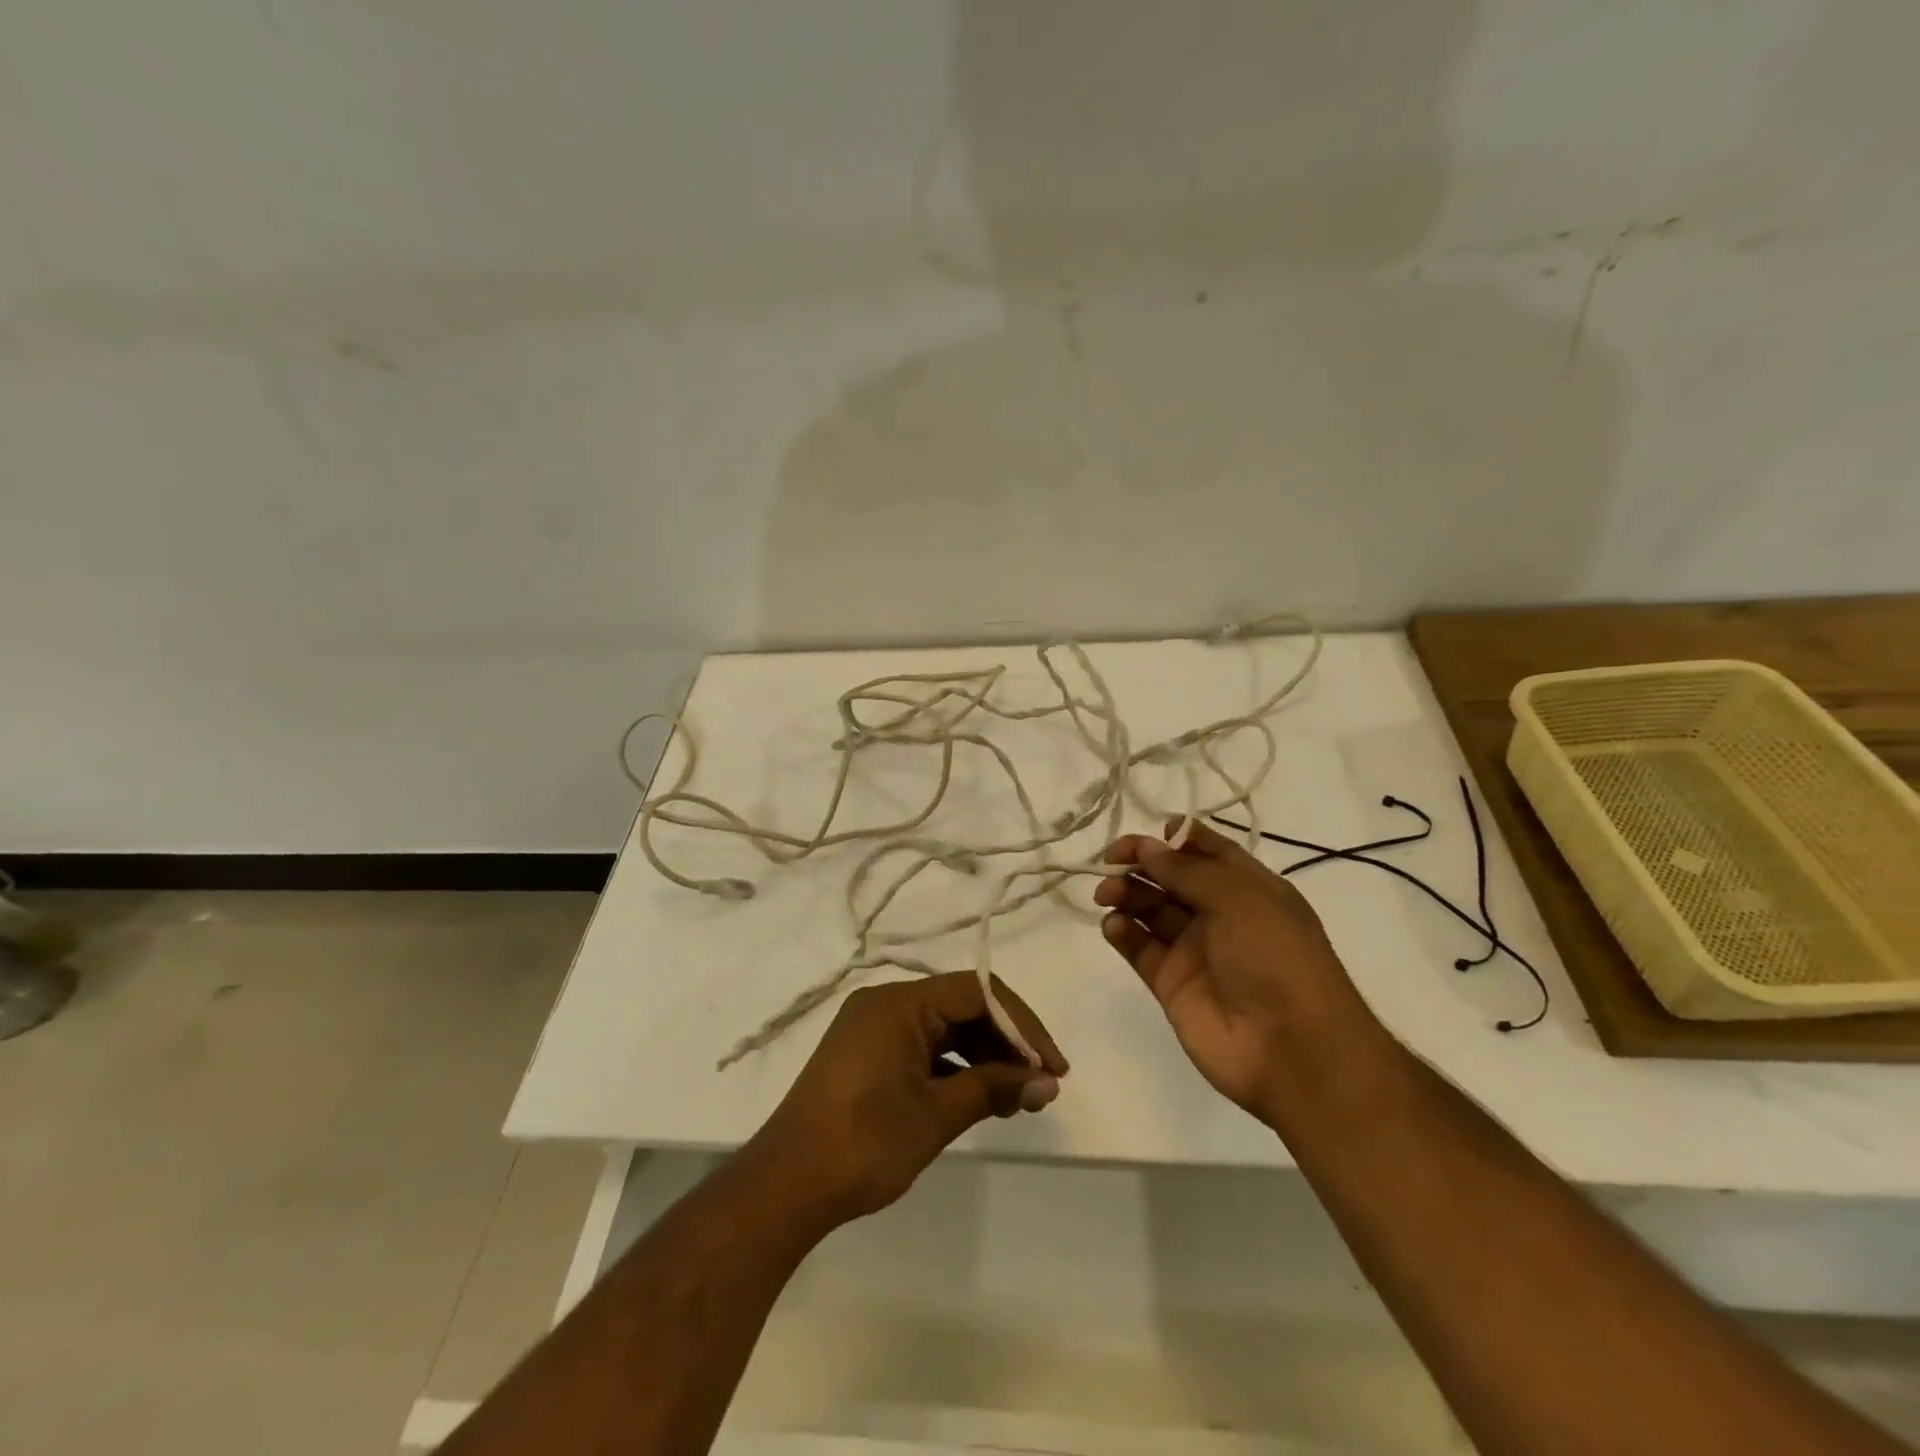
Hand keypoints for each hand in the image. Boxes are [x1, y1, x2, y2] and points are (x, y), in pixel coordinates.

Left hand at [743, 972, 1068, 1225]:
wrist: (784, 1187)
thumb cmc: (863, 1143)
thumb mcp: (935, 1115)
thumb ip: (993, 1088)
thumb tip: (1046, 1083)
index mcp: (899, 1002)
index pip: (978, 992)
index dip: (1022, 1026)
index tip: (1052, 1067)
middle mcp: (885, 1003)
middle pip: (962, 1006)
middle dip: (1006, 1043)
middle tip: (1041, 1086)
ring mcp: (872, 1028)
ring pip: (944, 1028)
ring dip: (983, 1057)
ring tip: (1017, 1099)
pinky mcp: (866, 1054)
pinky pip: (922, 1046)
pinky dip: (954, 1067)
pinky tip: (979, 1098)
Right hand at [1095, 817, 1380, 1119]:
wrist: (1292, 1050)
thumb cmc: (1276, 958)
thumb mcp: (1238, 899)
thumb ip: (1186, 870)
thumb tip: (1147, 846)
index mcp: (1249, 889)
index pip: (1207, 851)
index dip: (1176, 839)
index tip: (1148, 835)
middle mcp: (1220, 915)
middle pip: (1171, 878)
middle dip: (1141, 864)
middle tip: (1111, 863)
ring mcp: (1194, 950)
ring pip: (1150, 909)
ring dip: (1126, 894)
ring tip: (1106, 894)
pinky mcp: (1171, 983)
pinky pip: (1140, 948)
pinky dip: (1122, 932)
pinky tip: (1114, 926)